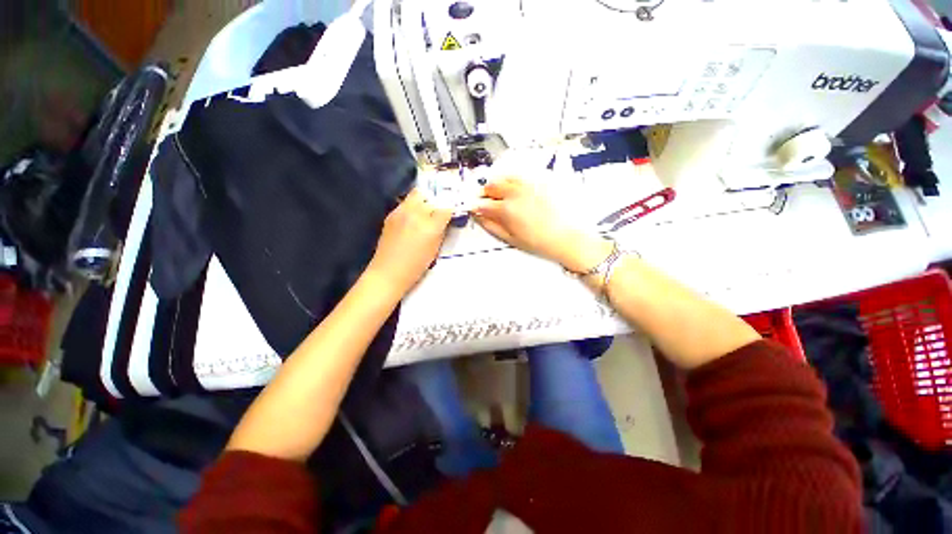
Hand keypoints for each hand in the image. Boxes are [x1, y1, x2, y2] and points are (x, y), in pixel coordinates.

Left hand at [367, 189, 452, 294]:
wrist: (388, 272)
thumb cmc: (416, 266)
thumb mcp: (435, 249)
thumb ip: (441, 231)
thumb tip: (444, 220)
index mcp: (430, 226)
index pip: (445, 208)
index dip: (450, 211)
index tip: (451, 214)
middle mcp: (415, 214)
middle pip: (430, 196)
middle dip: (435, 202)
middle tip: (437, 212)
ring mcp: (401, 212)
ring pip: (416, 195)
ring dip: (423, 202)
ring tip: (424, 213)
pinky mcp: (391, 215)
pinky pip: (405, 203)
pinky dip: (412, 207)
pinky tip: (411, 220)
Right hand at [472, 178, 611, 272]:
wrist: (566, 236)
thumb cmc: (539, 241)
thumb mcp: (510, 238)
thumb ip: (490, 225)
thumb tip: (478, 216)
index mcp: (506, 209)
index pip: (482, 202)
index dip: (475, 205)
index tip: (474, 207)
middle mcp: (515, 191)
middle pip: (491, 184)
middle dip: (485, 192)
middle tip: (488, 200)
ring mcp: (529, 183)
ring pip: (505, 175)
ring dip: (499, 182)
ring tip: (502, 193)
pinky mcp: (541, 179)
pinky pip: (522, 173)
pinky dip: (514, 178)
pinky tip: (517, 187)